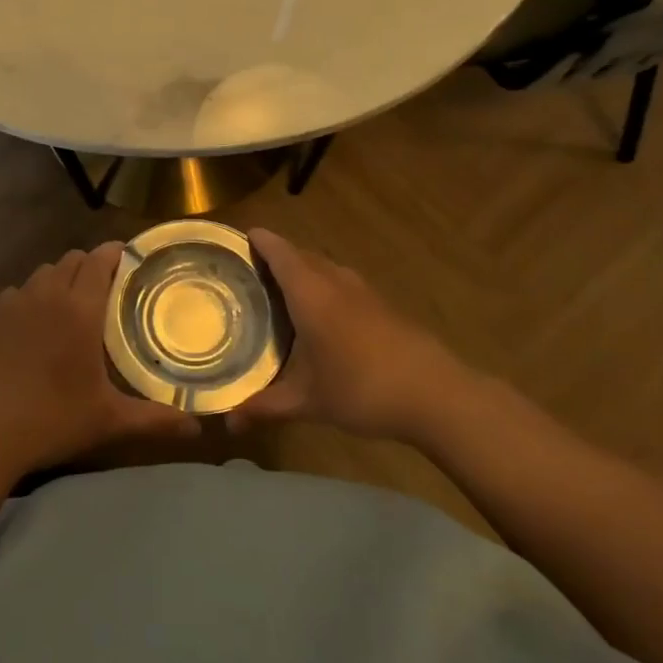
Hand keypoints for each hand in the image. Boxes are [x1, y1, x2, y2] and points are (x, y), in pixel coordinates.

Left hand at [0, 243, 201, 482]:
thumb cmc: (52, 420)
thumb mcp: (109, 420)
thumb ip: (154, 419)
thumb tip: (196, 429)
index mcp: (80, 309)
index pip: (99, 260)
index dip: (115, 253)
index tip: (129, 258)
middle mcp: (47, 294)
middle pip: (72, 260)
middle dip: (90, 265)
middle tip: (105, 289)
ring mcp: (13, 303)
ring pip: (42, 274)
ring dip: (60, 280)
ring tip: (69, 306)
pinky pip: (15, 293)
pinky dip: (29, 299)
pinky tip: (32, 326)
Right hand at [231, 228, 464, 441]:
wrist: (435, 394)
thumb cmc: (361, 388)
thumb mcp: (308, 402)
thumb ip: (266, 407)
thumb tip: (227, 424)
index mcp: (310, 292)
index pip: (278, 251)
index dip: (258, 241)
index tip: (237, 238)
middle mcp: (334, 281)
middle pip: (300, 256)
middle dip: (276, 258)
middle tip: (249, 274)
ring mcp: (362, 291)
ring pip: (324, 268)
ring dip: (303, 272)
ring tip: (281, 294)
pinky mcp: (382, 305)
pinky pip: (342, 283)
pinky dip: (324, 288)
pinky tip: (322, 318)